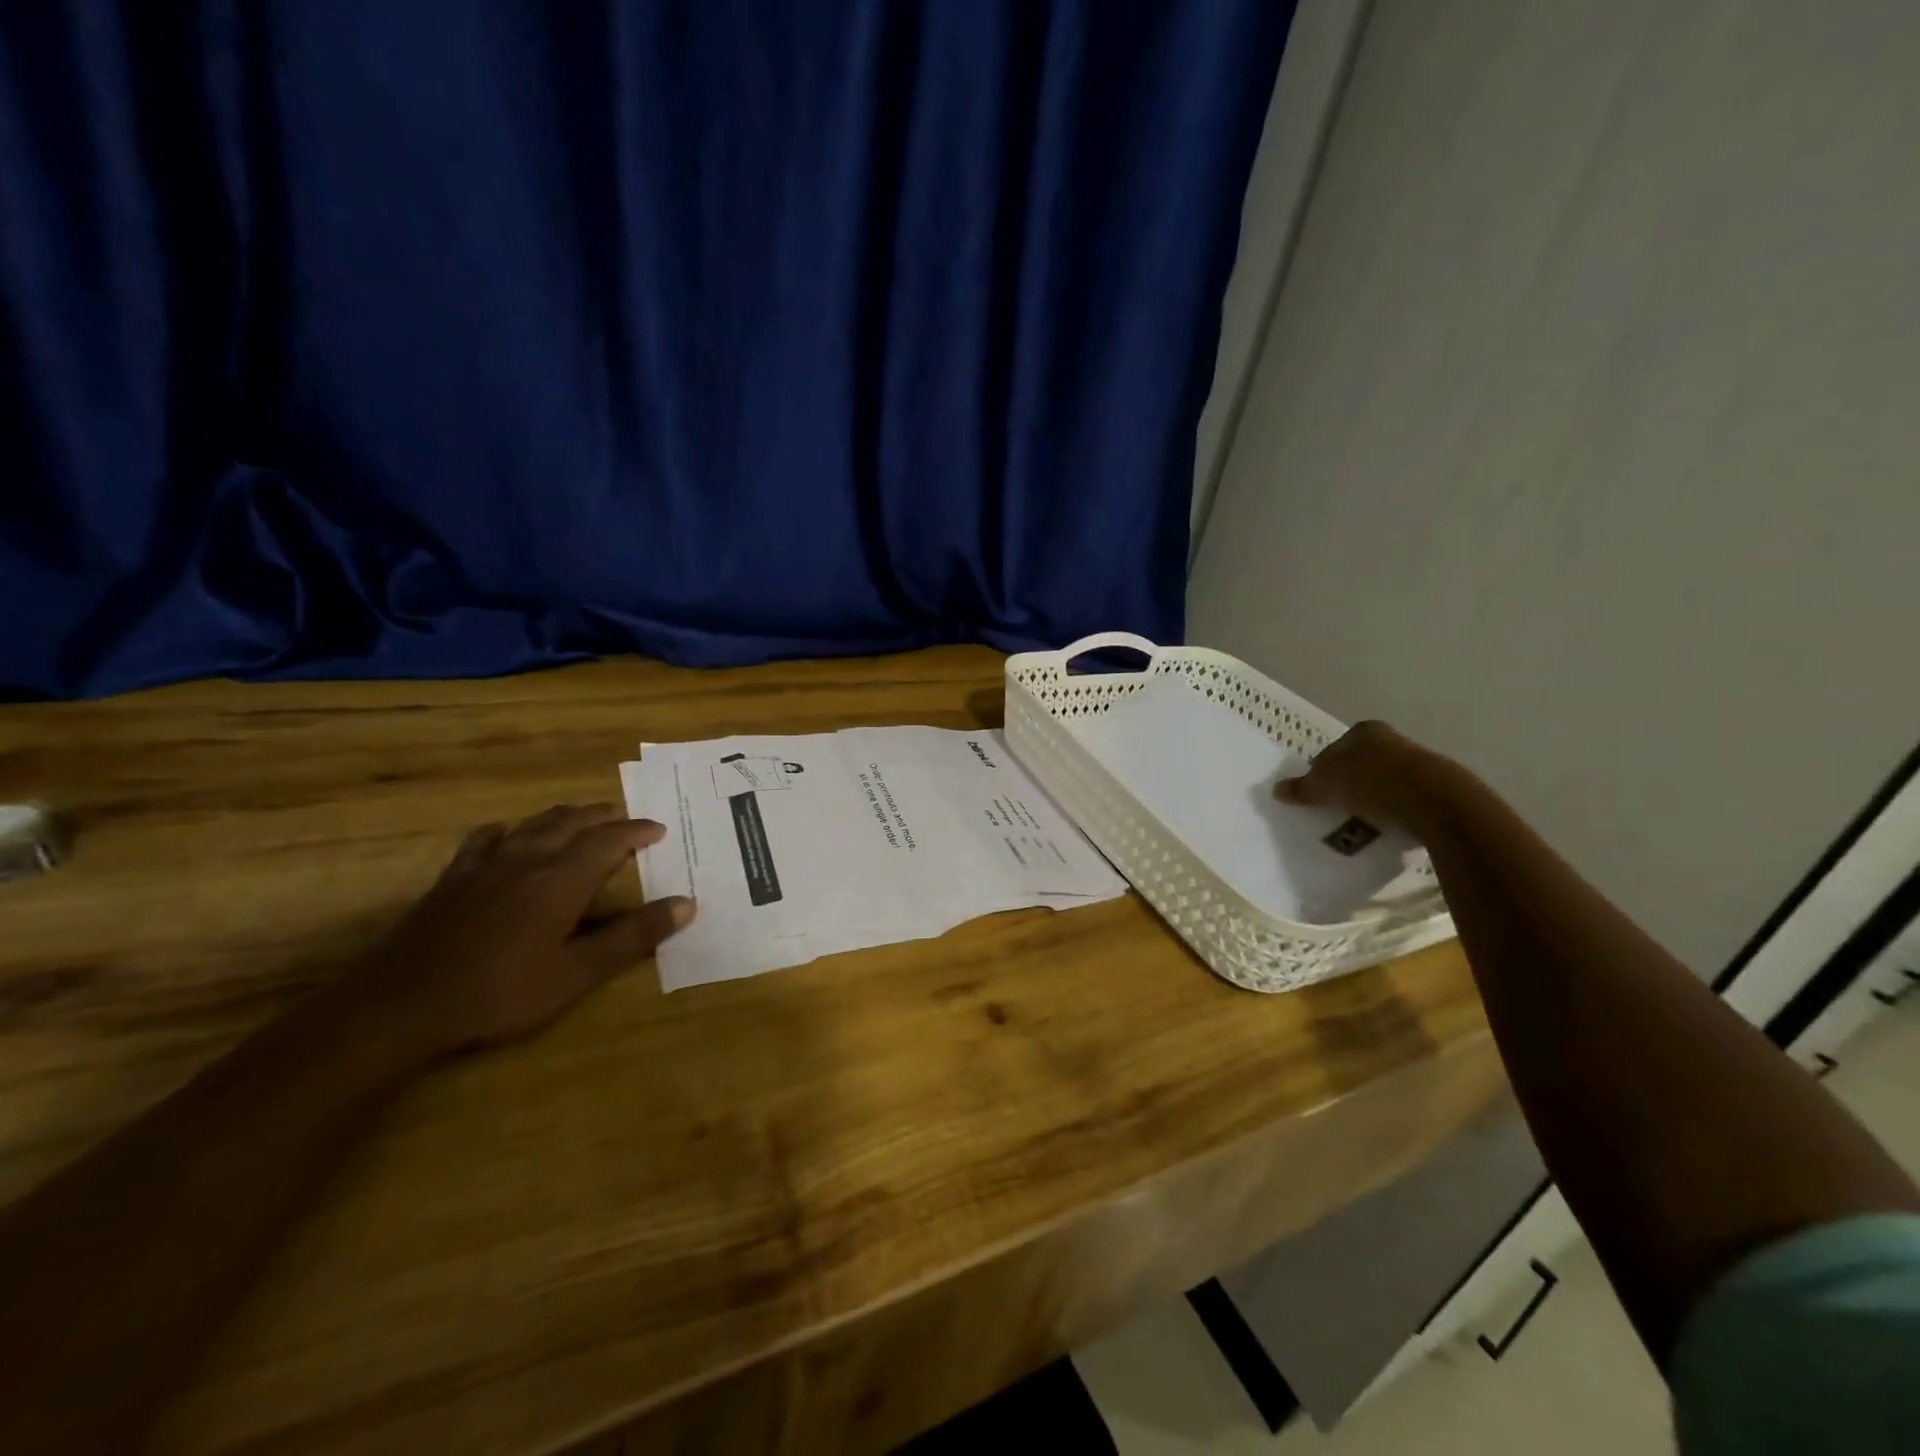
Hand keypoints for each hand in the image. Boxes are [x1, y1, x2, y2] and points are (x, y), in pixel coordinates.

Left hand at [355, 804, 694, 1059]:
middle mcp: (529, 860)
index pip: (610, 840)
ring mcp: (487, 866)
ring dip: (563, 817)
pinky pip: (484, 840)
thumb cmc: (501, 992)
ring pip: (533, 825)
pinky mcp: (453, 879)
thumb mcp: (577, 973)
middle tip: (623, 818)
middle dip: (603, 817)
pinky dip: (506, 831)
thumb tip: (686, 904)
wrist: (402, 1004)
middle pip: (572, 823)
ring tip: (580, 817)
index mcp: (564, 879)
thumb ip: (633, 936)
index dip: (637, 831)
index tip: (659, 829)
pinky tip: (506, 834)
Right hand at [1274, 721, 1457, 836]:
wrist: (1436, 803)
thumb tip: (1277, 789)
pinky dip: (1393, 813)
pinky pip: (1404, 801)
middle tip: (1334, 808)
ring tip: (1358, 824)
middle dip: (1347, 785)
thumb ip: (1302, 787)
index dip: (1321, 770)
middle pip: (1359, 764)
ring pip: (1383, 783)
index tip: (1316, 793)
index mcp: (1364, 731)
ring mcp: (1417, 763)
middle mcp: (1392, 740)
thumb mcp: (1325, 786)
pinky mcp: (1436, 789)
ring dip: (1371, 801)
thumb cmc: (1372, 783)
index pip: (1333, 749)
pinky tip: (1385, 830)